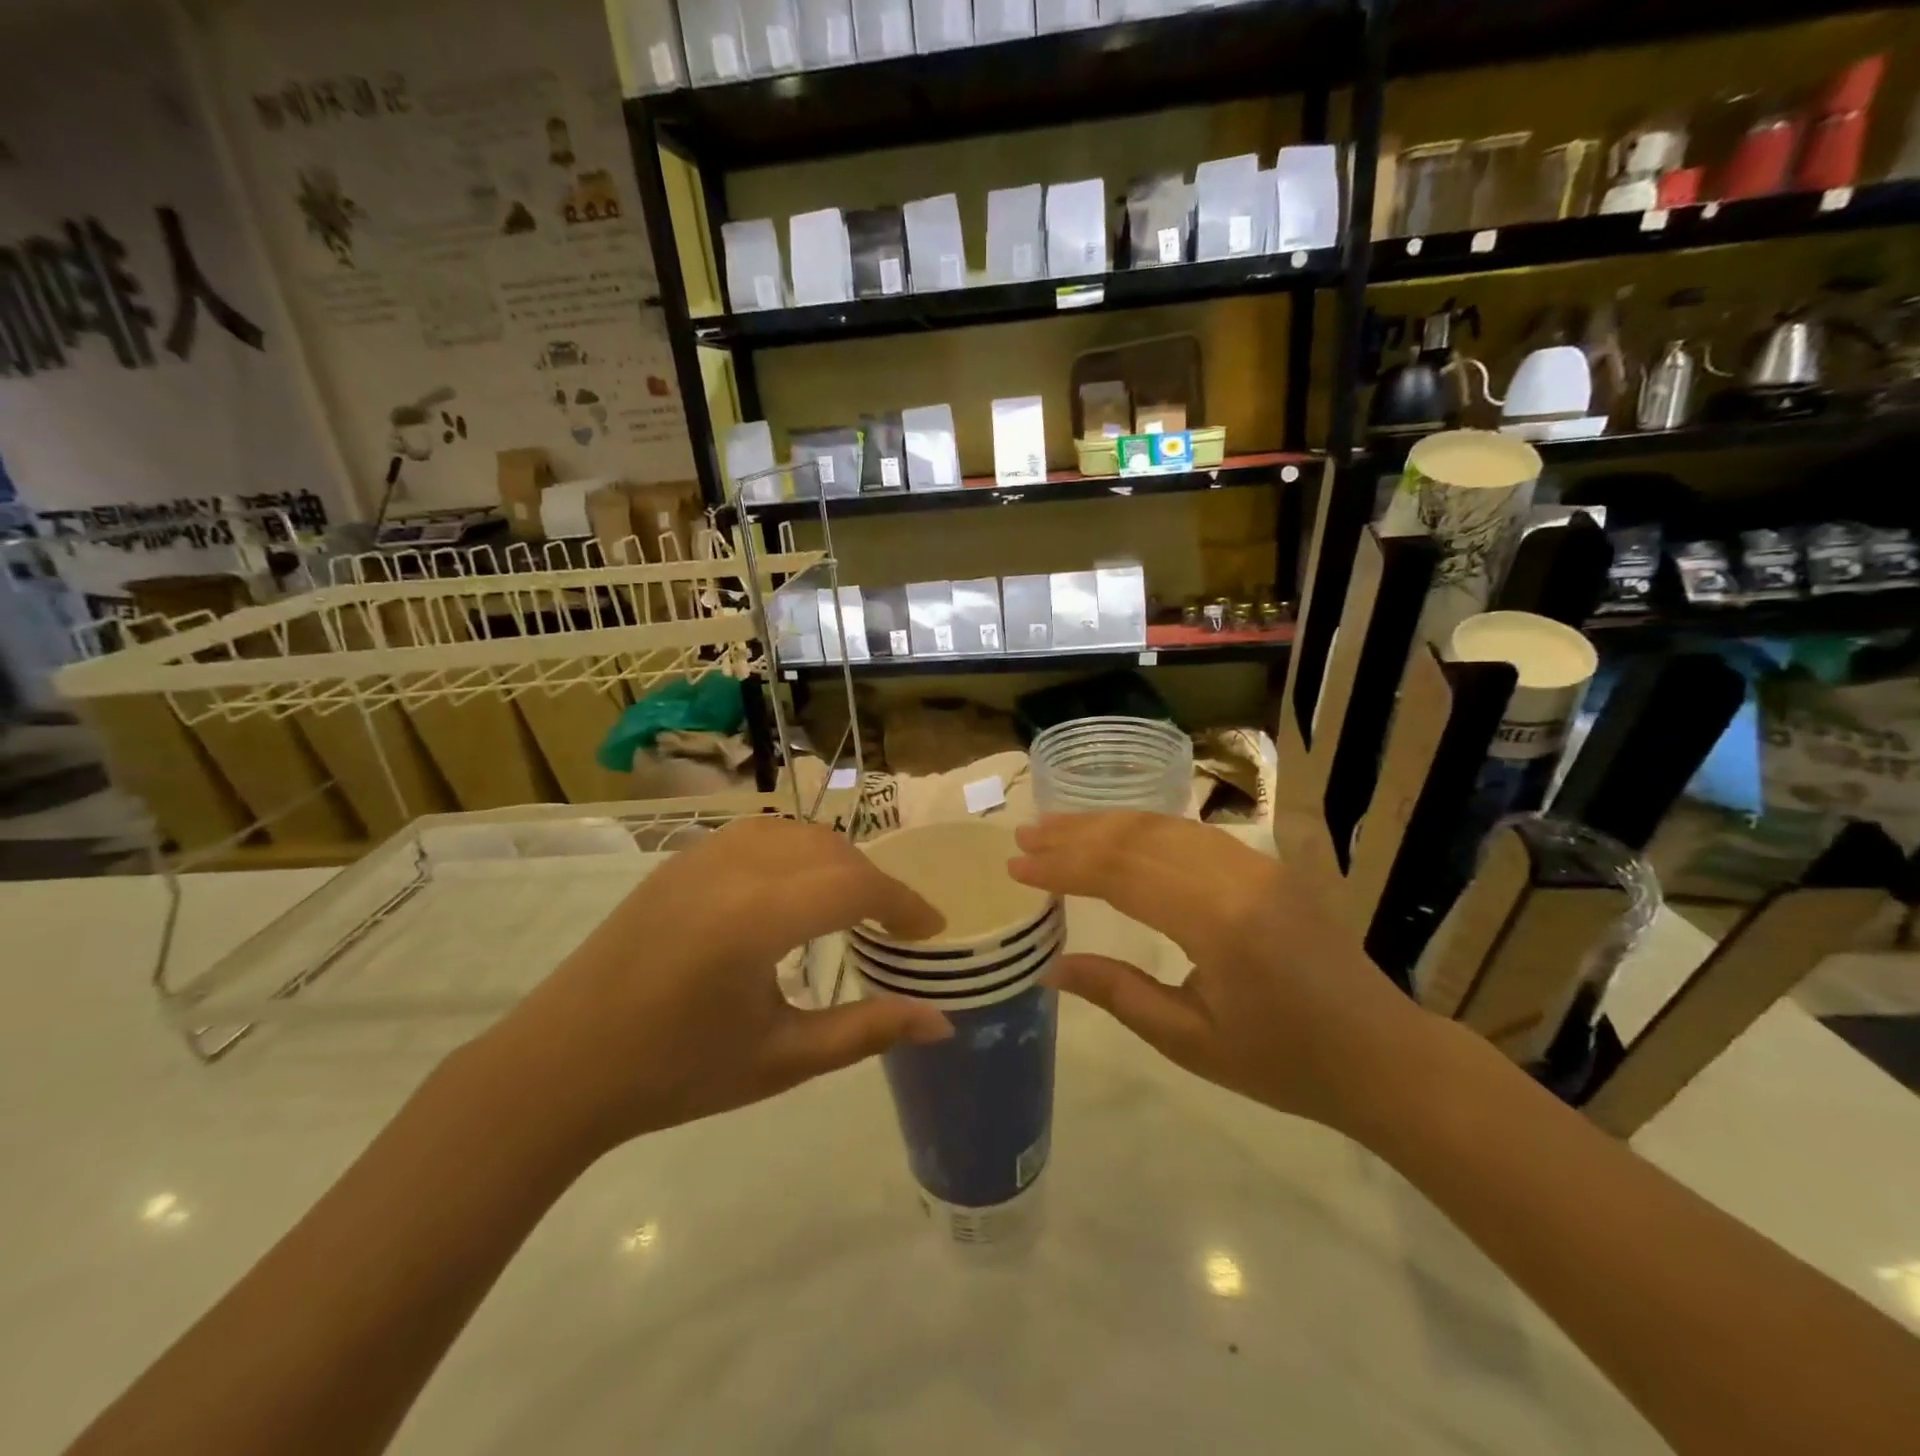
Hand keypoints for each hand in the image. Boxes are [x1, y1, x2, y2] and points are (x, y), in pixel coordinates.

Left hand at [472, 818, 952, 1159]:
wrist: (559, 1068)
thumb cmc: (674, 1074)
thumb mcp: (781, 1060)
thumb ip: (867, 1031)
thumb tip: (941, 1020)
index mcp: (755, 919)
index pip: (854, 886)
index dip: (903, 904)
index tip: (930, 932)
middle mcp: (730, 869)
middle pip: (830, 849)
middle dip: (873, 881)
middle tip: (893, 926)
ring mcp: (699, 857)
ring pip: (795, 832)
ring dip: (835, 859)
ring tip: (849, 906)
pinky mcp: (678, 861)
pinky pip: (757, 834)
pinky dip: (795, 850)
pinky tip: (793, 890)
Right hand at [1009, 813, 1431, 1132]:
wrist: (1382, 1055)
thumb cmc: (1285, 1063)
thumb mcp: (1191, 1041)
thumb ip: (1119, 993)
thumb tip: (1052, 967)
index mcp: (1219, 922)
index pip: (1121, 875)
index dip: (1064, 866)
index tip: (1017, 866)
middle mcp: (1237, 876)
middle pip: (1139, 837)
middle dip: (1075, 835)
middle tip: (1025, 837)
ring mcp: (1256, 863)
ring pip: (1165, 825)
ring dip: (1106, 824)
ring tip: (1056, 828)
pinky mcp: (1266, 865)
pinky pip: (1192, 833)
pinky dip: (1144, 829)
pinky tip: (1117, 835)